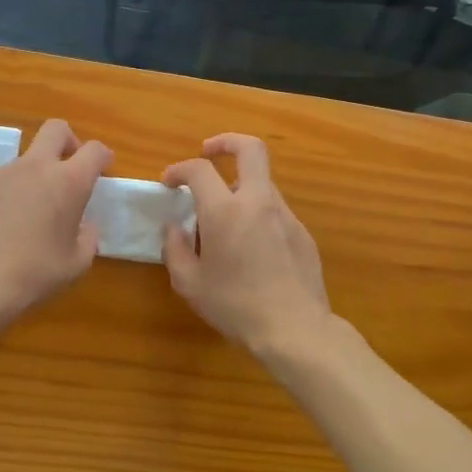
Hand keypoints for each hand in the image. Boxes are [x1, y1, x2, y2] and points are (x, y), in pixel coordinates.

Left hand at [0, 119, 111, 325]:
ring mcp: (1, 173)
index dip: (102, 156)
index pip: (94, 150)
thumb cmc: (36, 273)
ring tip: (27, 215)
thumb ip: (87, 238)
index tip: (103, 168)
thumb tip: (83, 227)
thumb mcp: (77, 263)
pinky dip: (5, 196)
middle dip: (68, 141)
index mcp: (68, 182)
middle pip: (55, 129)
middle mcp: (35, 167)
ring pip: (24, 160)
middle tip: (69, 168)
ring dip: (33, 177)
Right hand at [161, 134, 333, 356]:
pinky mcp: (302, 233)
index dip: (179, 169)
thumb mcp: (190, 283)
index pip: (199, 170)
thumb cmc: (235, 306)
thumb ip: (175, 249)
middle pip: (250, 149)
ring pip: (262, 182)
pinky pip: (275, 211)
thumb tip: (174, 227)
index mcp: (225, 210)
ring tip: (224, 217)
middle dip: (226, 142)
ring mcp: (285, 215)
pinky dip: (257, 214)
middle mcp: (258, 202)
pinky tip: (250, 246)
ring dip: (240, 186)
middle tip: (208, 152)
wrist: (295, 329)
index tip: (169, 182)